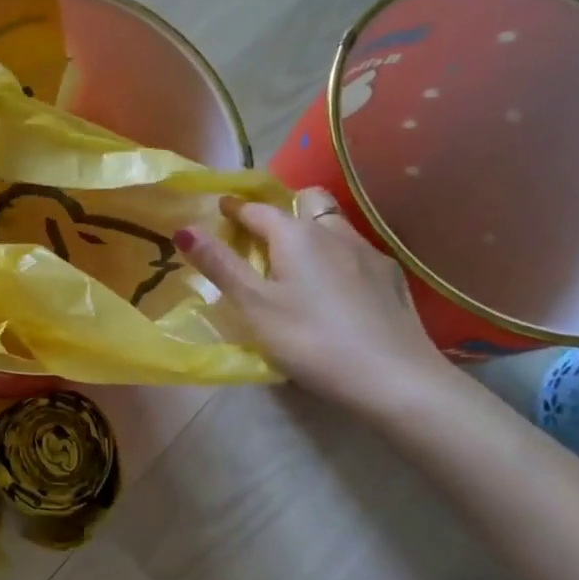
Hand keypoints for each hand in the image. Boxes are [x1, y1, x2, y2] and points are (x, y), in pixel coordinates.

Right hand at [174, 188, 450, 418]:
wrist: (394, 378)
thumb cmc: (311, 339)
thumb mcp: (254, 306)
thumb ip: (220, 265)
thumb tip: (184, 228)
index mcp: (296, 235)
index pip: (258, 209)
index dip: (235, 208)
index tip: (220, 208)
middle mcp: (334, 232)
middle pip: (307, 202)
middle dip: (283, 208)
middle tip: (264, 232)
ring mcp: (368, 253)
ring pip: (334, 225)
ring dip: (312, 230)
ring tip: (298, 261)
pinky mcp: (391, 278)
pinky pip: (355, 251)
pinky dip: (336, 256)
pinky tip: (336, 287)